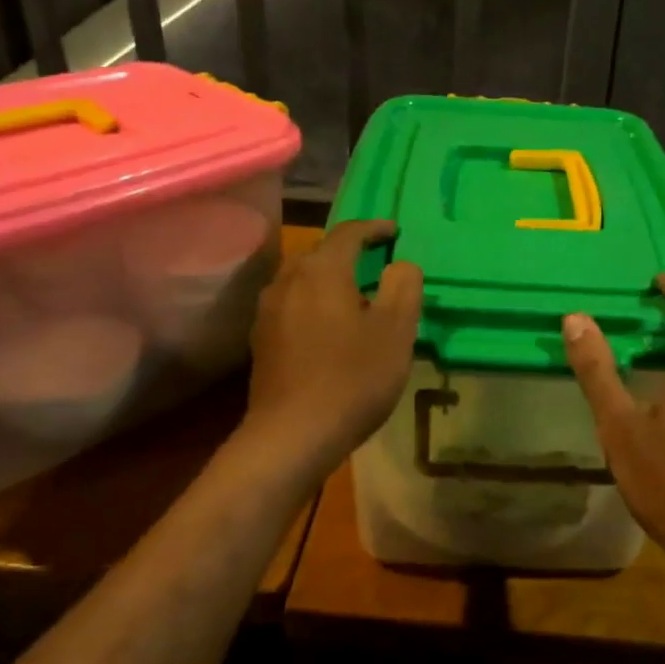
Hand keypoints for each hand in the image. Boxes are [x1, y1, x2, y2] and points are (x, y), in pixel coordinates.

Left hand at [244, 220, 422, 471]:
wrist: (292, 435)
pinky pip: (291, 304)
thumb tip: (400, 264)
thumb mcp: (396, 332)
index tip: (395, 232)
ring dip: (328, 278)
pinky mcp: (261, 340)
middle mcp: (288, 280)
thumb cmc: (352, 378)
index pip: (348, 233)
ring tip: (353, 295)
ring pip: (302, 279)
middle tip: (376, 263)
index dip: (373, 228)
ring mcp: (268, 311)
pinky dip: (313, 302)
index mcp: (322, 271)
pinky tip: (327, 327)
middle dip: (349, 252)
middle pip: (320, 253)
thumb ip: (403, 287)